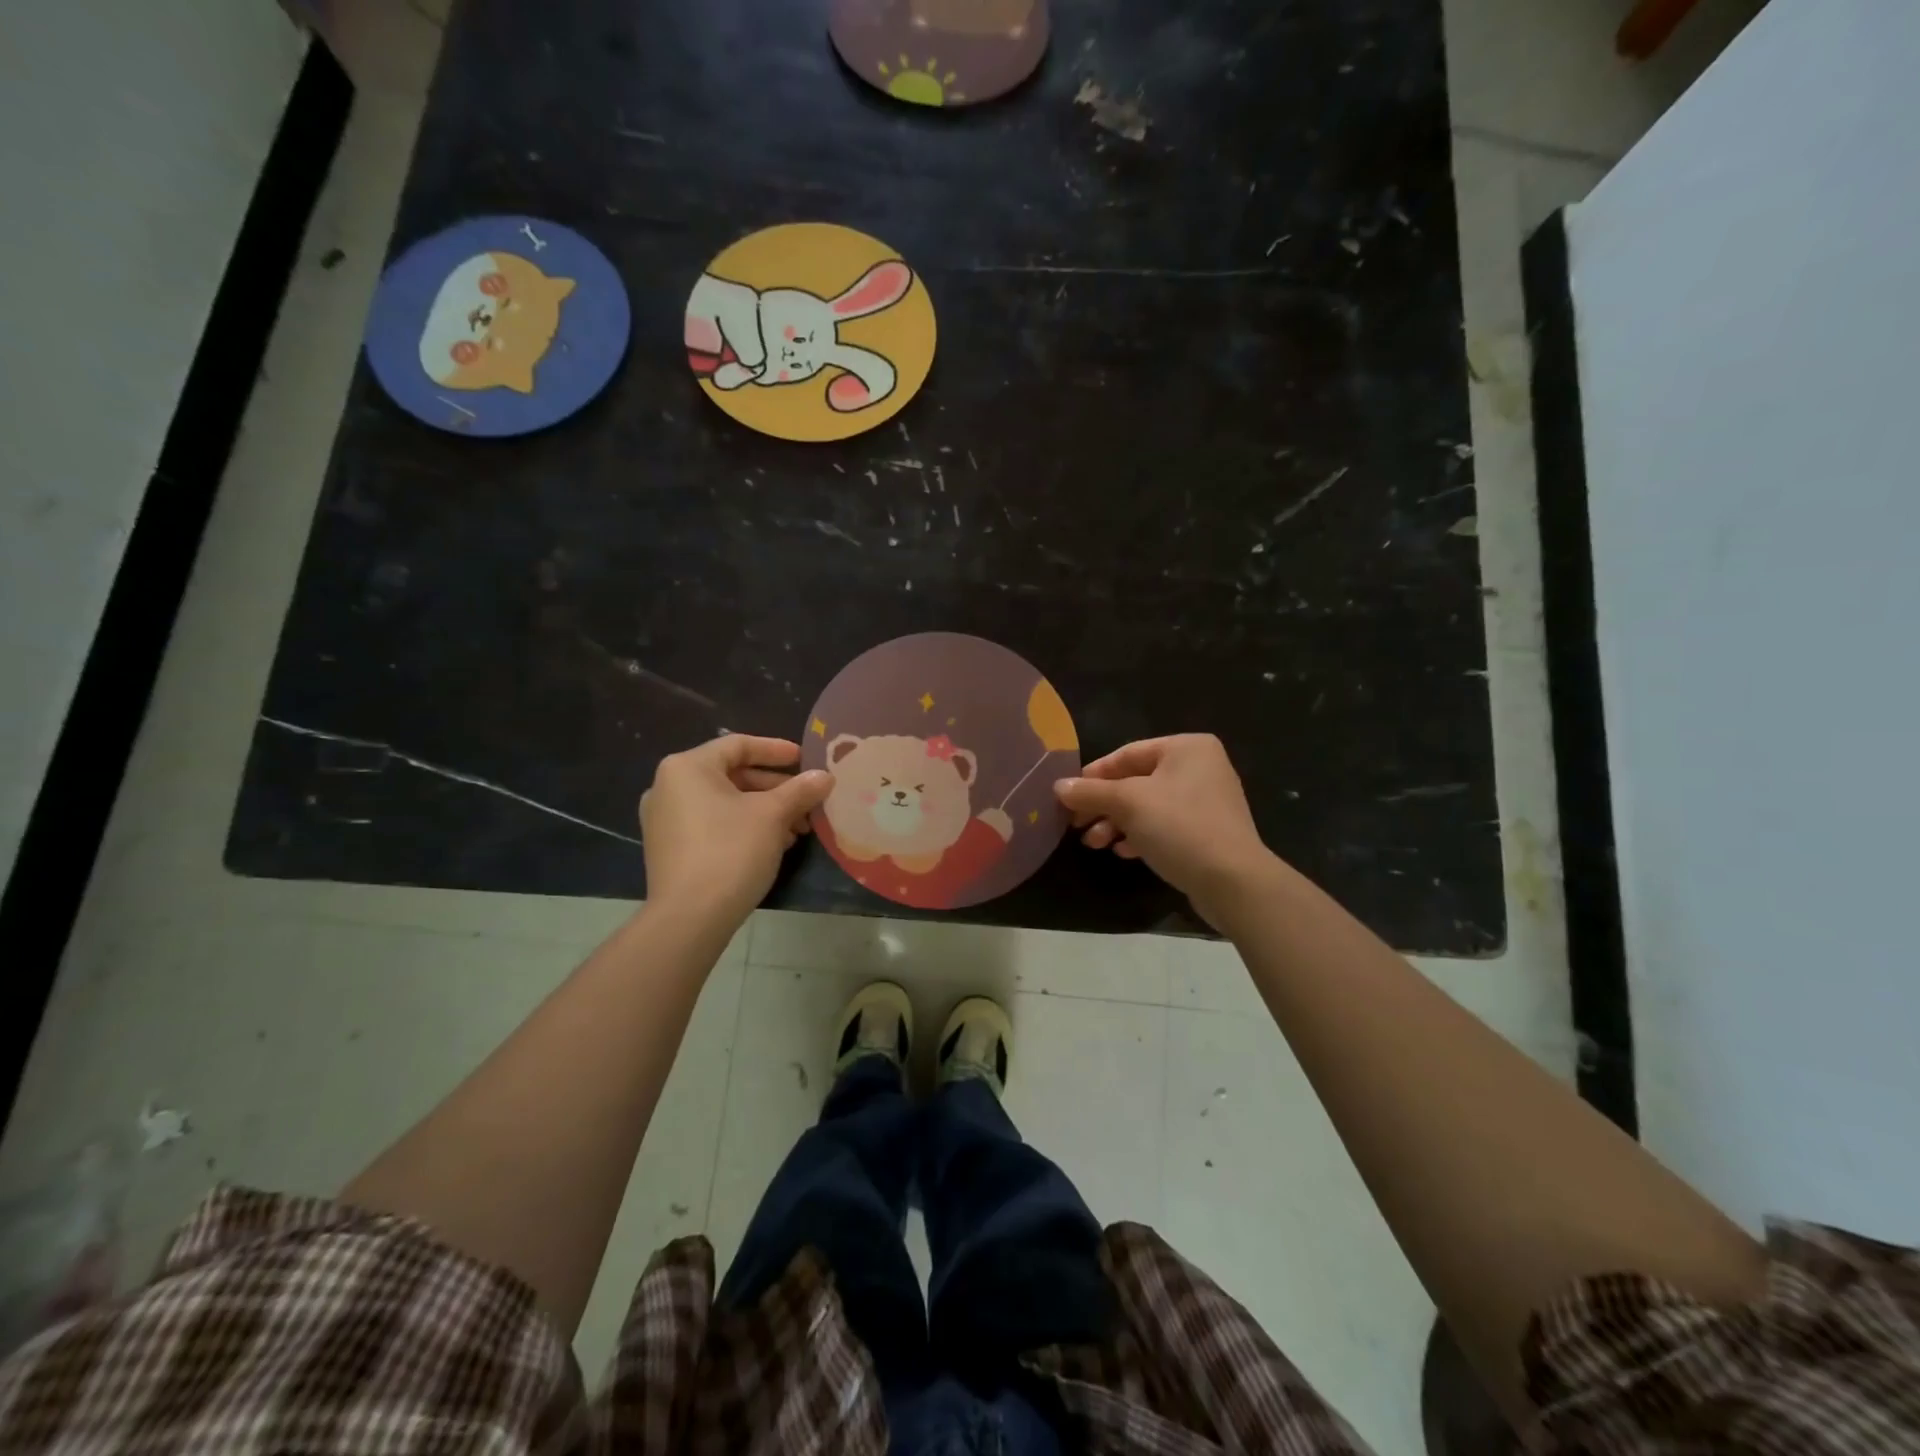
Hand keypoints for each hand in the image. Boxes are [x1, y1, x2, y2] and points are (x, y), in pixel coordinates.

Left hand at [641, 736, 832, 924]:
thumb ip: (801, 790)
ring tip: (797, 827)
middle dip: (775, 788)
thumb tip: (825, 776)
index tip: (805, 759)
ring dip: (764, 810)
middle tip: (808, 799)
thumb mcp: (773, 815)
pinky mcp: (669, 848)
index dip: (776, 750)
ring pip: (725, 802)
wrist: (690, 917)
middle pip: (732, 775)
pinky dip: (743, 826)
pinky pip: (712, 823)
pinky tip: (773, 844)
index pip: (738, 745)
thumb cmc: (731, 851)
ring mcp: (664, 820)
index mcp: (687, 767)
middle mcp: (668, 787)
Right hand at [1054, 735, 1276, 924]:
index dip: (1093, 775)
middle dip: (1103, 805)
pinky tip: (1123, 852)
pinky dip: (1140, 835)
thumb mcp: (1128, 804)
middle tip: (1077, 826)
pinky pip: (1165, 826)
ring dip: (1117, 823)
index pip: (1126, 754)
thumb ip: (1090, 792)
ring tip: (1094, 844)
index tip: (1068, 797)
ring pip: (1148, 806)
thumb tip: (1057, 786)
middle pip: (1136, 781)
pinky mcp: (1208, 832)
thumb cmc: (1179, 827)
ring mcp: (1207, 800)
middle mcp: (1200, 767)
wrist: (1233, 882)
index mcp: (1186, 747)